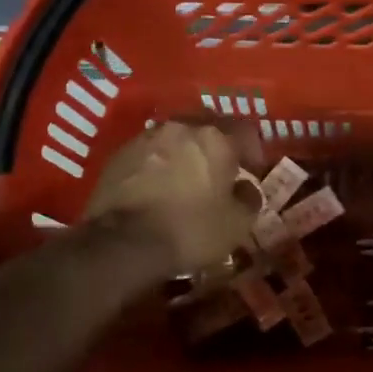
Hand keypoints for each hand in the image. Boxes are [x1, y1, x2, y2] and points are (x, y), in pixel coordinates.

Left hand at [84, 121, 258, 275]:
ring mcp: (146, 138)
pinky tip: (157, 188)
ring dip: (184, 154)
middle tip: (219, 172)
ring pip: (175, 139)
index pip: (245, 130)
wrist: (124, 244)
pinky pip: (149, 153)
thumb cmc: (191, 230)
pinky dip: (158, 165)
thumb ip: (249, 198)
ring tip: (185, 180)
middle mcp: (181, 127)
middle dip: (217, 147)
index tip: (252, 171)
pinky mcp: (120, 154)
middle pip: (207, 128)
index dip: (253, 151)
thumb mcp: (237, 223)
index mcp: (216, 138)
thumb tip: (245, 188)